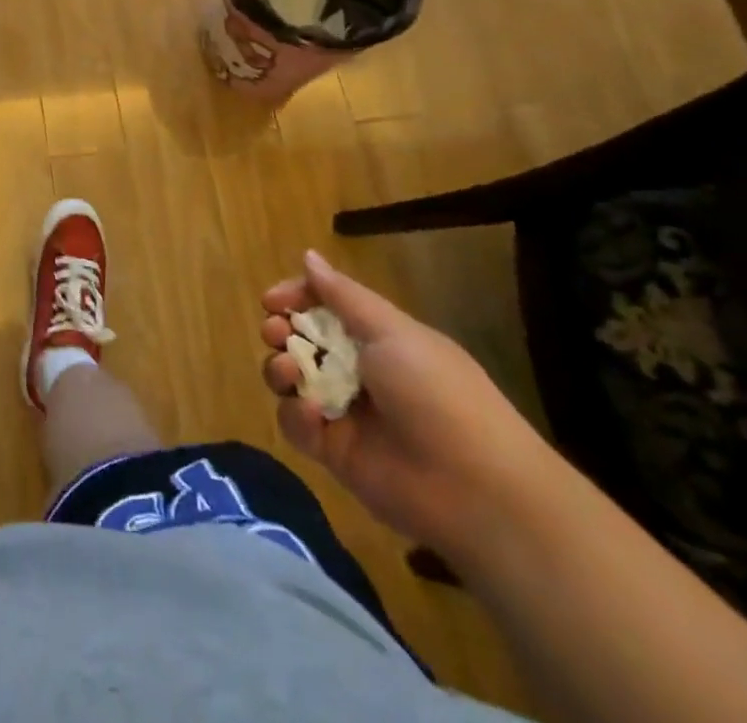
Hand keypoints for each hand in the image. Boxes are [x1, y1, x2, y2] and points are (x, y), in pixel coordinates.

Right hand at [260, 250, 555, 557]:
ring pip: (292, 379)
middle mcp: (358, 371)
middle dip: (280, 331)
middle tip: (275, 332)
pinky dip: (296, 415)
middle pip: (302, 341)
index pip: (325, 307)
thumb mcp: (392, 331)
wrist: (475, 490)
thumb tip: (308, 255)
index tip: (271, 300)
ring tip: (287, 369)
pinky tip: (312, 415)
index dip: (296, 298)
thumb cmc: (436, 393)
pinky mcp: (334, 452)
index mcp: (378, 338)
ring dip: (279, 367)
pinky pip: (297, 425)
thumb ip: (342, 295)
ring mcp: (345, 412)